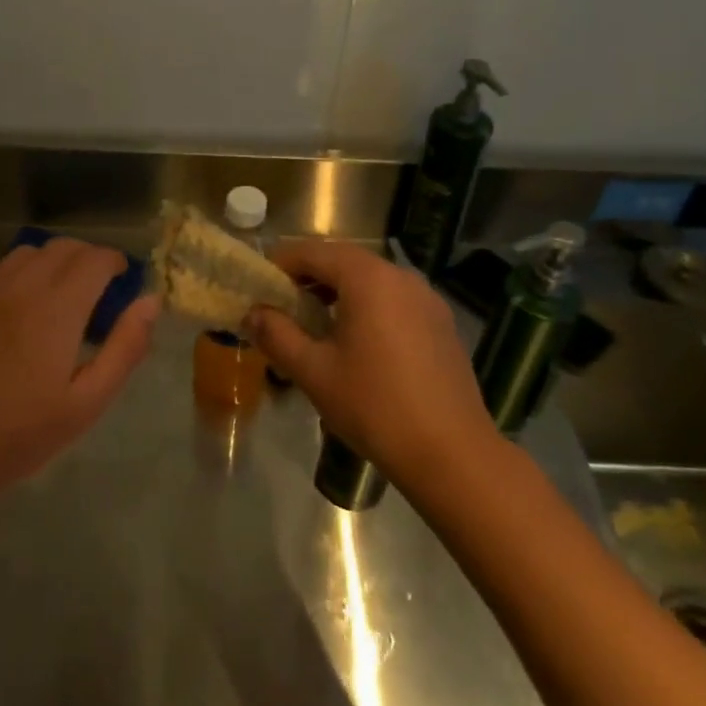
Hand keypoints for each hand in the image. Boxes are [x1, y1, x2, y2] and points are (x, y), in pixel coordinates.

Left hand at [0, 238, 158, 510]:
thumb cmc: (20, 434)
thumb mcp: (88, 402)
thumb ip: (125, 347)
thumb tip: (151, 301)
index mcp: (57, 307)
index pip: (96, 258)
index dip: (115, 264)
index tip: (122, 284)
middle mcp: (20, 284)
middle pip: (63, 247)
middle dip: (87, 260)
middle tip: (96, 294)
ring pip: (28, 252)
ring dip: (51, 264)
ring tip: (56, 299)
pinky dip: (13, 274)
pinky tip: (13, 305)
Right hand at [245, 241, 487, 485]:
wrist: (452, 453)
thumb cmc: (375, 406)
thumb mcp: (314, 372)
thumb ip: (278, 335)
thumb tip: (253, 313)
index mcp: (368, 278)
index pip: (313, 252)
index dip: (281, 264)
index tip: (258, 288)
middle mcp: (400, 276)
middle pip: (344, 261)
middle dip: (308, 278)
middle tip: (281, 308)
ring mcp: (427, 298)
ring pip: (371, 280)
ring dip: (338, 293)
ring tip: (315, 327)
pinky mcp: (441, 322)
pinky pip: (394, 300)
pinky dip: (367, 307)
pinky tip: (357, 344)